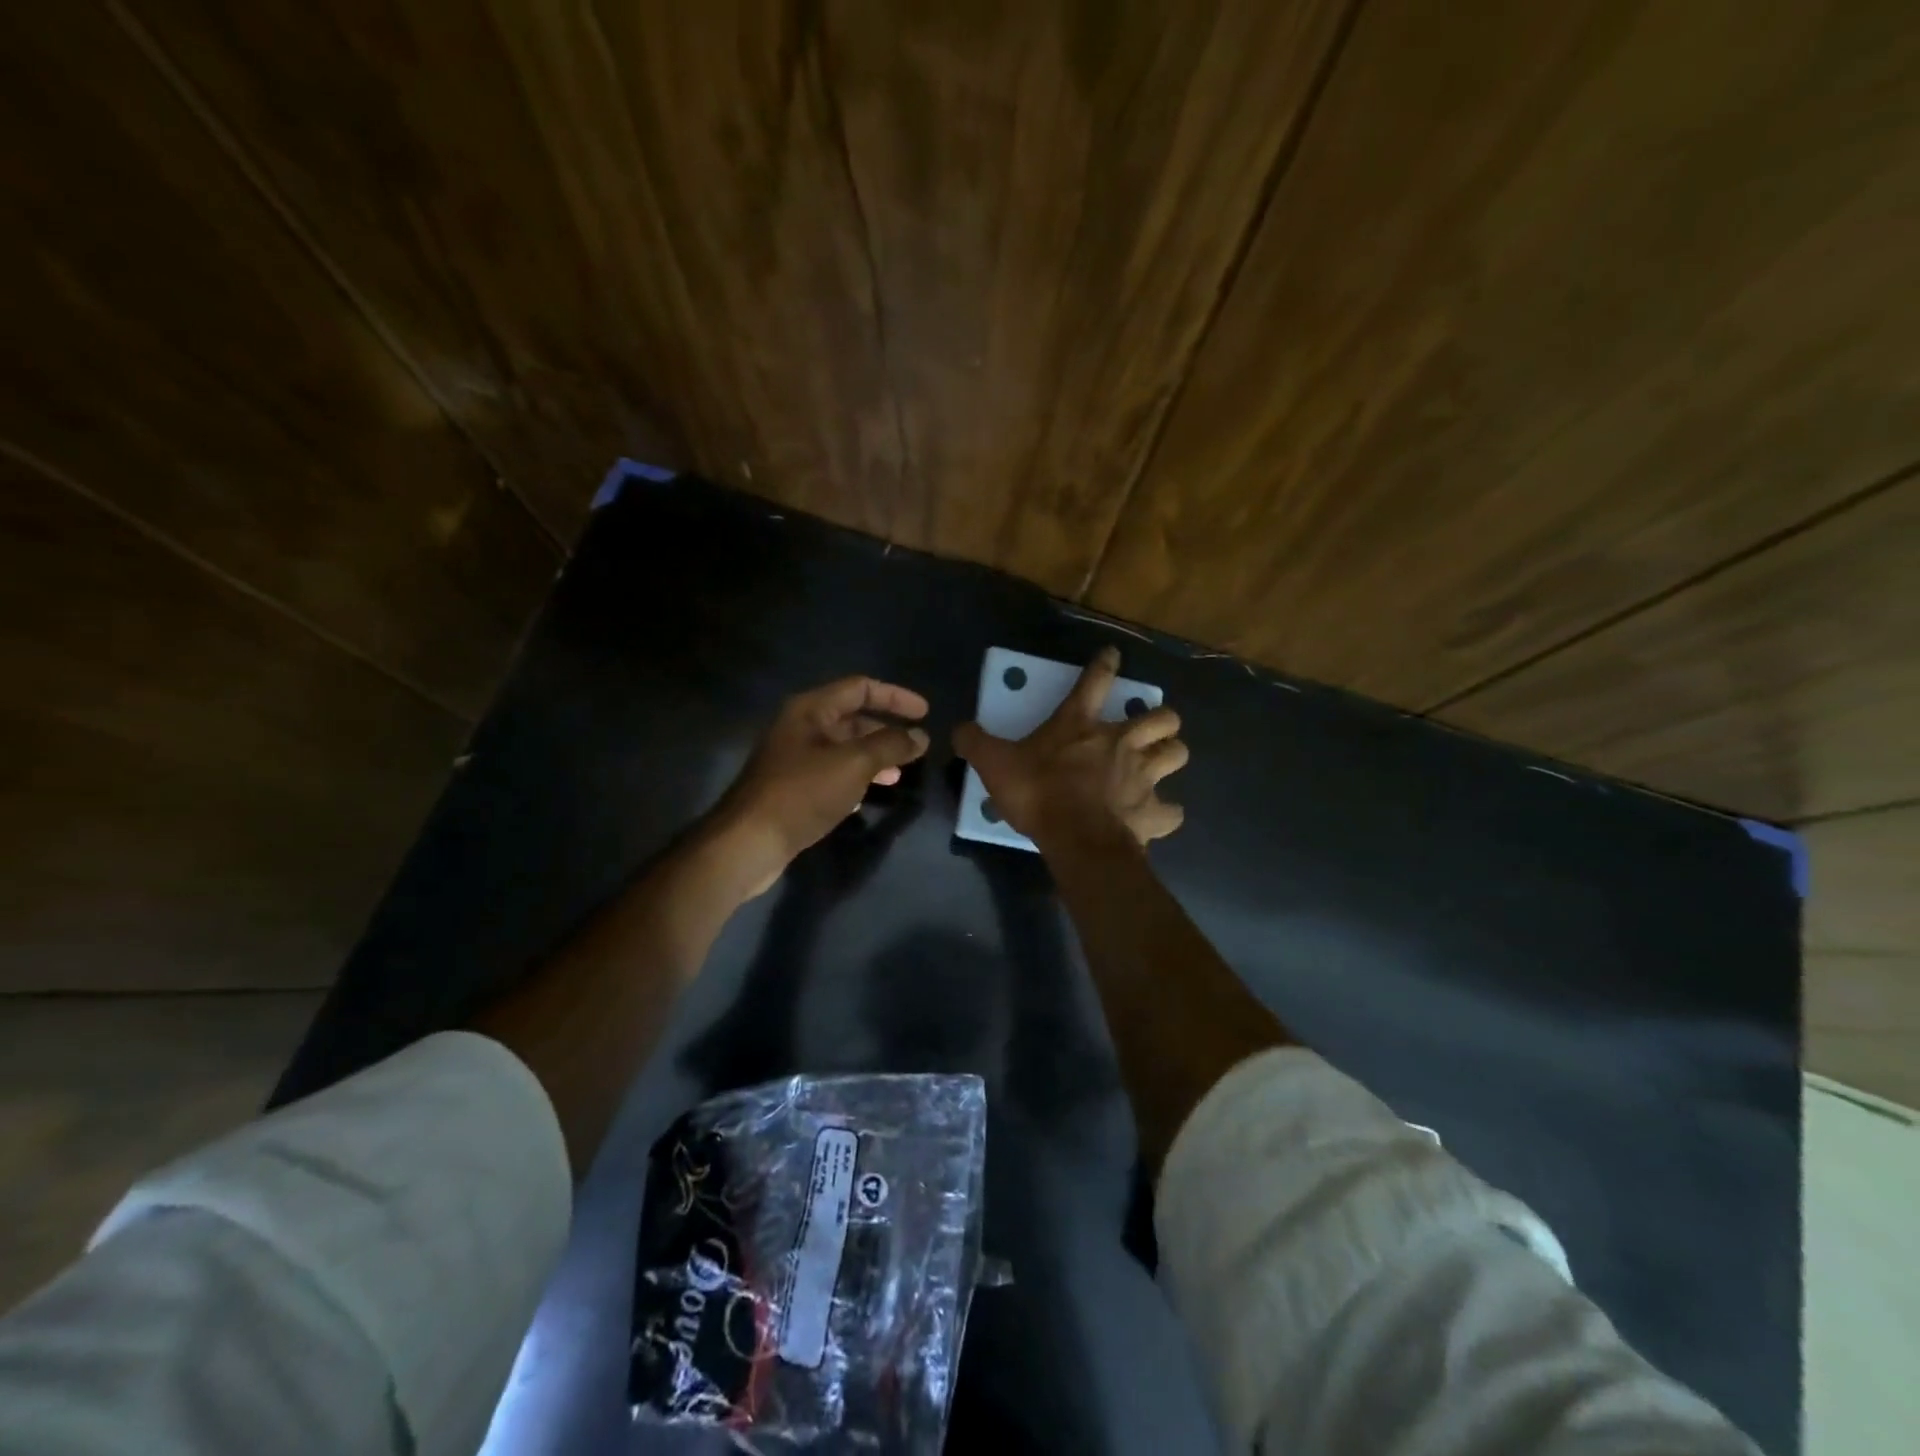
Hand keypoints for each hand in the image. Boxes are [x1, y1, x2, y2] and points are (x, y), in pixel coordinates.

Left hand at [710, 676, 930, 897]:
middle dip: (886, 731)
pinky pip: (831, 774)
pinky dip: (854, 780)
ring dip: (873, 758)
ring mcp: (793, 759)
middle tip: (915, 749)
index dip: (895, 697)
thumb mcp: (854, 764)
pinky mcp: (791, 788)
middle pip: (852, 718)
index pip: (860, 688)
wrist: (749, 841)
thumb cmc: (802, 793)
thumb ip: (890, 746)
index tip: (925, 713)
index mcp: (810, 710)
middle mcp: (800, 728)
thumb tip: (920, 736)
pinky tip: (866, 798)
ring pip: (843, 749)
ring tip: (898, 775)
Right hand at [953, 646, 1186, 849]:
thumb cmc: (1038, 794)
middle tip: (1150, 729)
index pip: (1096, 681)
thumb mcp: (994, 765)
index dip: (1105, 664)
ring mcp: (1143, 777)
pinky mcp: (1154, 812)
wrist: (1076, 839)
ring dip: (1171, 755)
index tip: (1113, 655)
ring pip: (1178, 753)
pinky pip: (1172, 811)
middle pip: (1162, 718)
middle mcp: (1121, 743)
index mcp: (1081, 726)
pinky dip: (1166, 812)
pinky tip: (1157, 815)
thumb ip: (975, 742)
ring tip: (1160, 763)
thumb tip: (959, 728)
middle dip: (1162, 720)